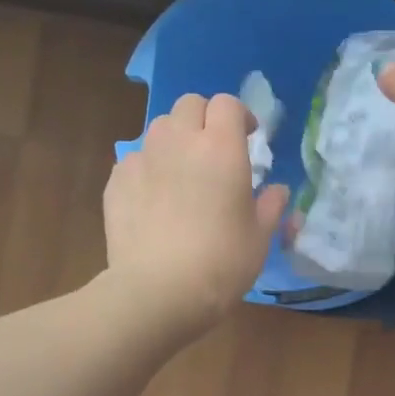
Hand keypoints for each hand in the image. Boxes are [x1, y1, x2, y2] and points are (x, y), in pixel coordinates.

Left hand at [102, 93, 289, 337]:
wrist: (157, 291)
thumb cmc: (221, 262)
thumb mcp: (260, 237)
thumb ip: (271, 206)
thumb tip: (278, 191)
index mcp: (221, 148)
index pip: (228, 104)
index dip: (239, 115)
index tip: (249, 137)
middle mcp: (179, 141)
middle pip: (189, 104)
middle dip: (205, 118)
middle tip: (215, 149)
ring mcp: (142, 159)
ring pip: (159, 128)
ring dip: (175, 138)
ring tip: (183, 170)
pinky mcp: (116, 181)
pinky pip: (135, 160)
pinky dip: (148, 168)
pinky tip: (154, 199)